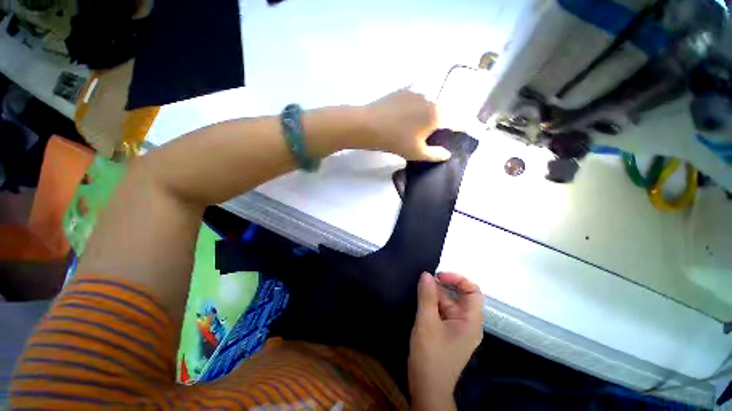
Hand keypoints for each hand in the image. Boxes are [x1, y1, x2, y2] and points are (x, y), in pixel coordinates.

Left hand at [359, 90, 449, 161]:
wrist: (369, 125)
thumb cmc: (395, 141)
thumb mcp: (416, 153)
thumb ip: (435, 154)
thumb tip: (447, 154)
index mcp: (437, 115)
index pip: (456, 120)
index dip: (459, 128)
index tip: (457, 134)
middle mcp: (430, 99)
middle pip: (442, 111)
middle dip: (440, 123)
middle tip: (430, 135)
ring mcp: (416, 92)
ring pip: (428, 104)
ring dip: (427, 114)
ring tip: (414, 126)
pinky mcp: (403, 90)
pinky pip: (415, 99)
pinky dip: (415, 107)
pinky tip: (404, 116)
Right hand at [408, 272, 483, 409]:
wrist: (426, 388)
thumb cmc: (430, 356)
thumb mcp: (426, 322)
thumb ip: (427, 296)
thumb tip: (426, 274)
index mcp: (470, 322)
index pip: (473, 292)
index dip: (458, 279)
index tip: (439, 276)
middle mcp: (467, 324)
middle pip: (458, 297)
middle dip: (441, 288)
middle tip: (422, 283)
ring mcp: (457, 329)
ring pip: (448, 304)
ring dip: (434, 296)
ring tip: (418, 292)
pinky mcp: (447, 333)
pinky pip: (442, 313)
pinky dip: (432, 305)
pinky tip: (420, 302)